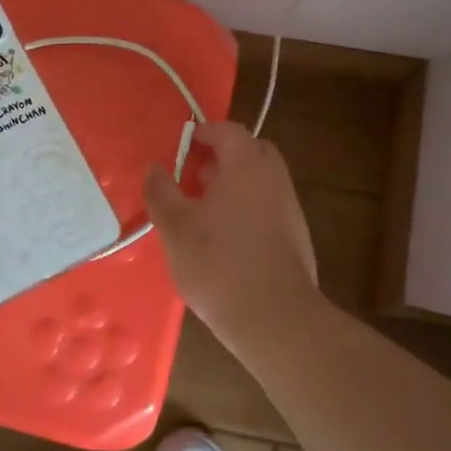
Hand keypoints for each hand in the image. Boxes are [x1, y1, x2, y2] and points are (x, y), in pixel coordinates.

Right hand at [143, 121, 316, 330]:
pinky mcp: (297, 238)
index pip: (228, 131)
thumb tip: (153, 168)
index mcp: (246, 165)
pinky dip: (249, 210)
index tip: (183, 146)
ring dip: (236, 186)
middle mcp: (274, 178)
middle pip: (251, 152)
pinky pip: (270, 208)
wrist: (275, 319)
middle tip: (196, 177)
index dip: (204, 133)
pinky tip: (228, 241)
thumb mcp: (174, 227)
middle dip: (224, 157)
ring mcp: (290, 209)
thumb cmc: (218, 263)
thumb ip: (161, 192)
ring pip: (262, 182)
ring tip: (205, 212)